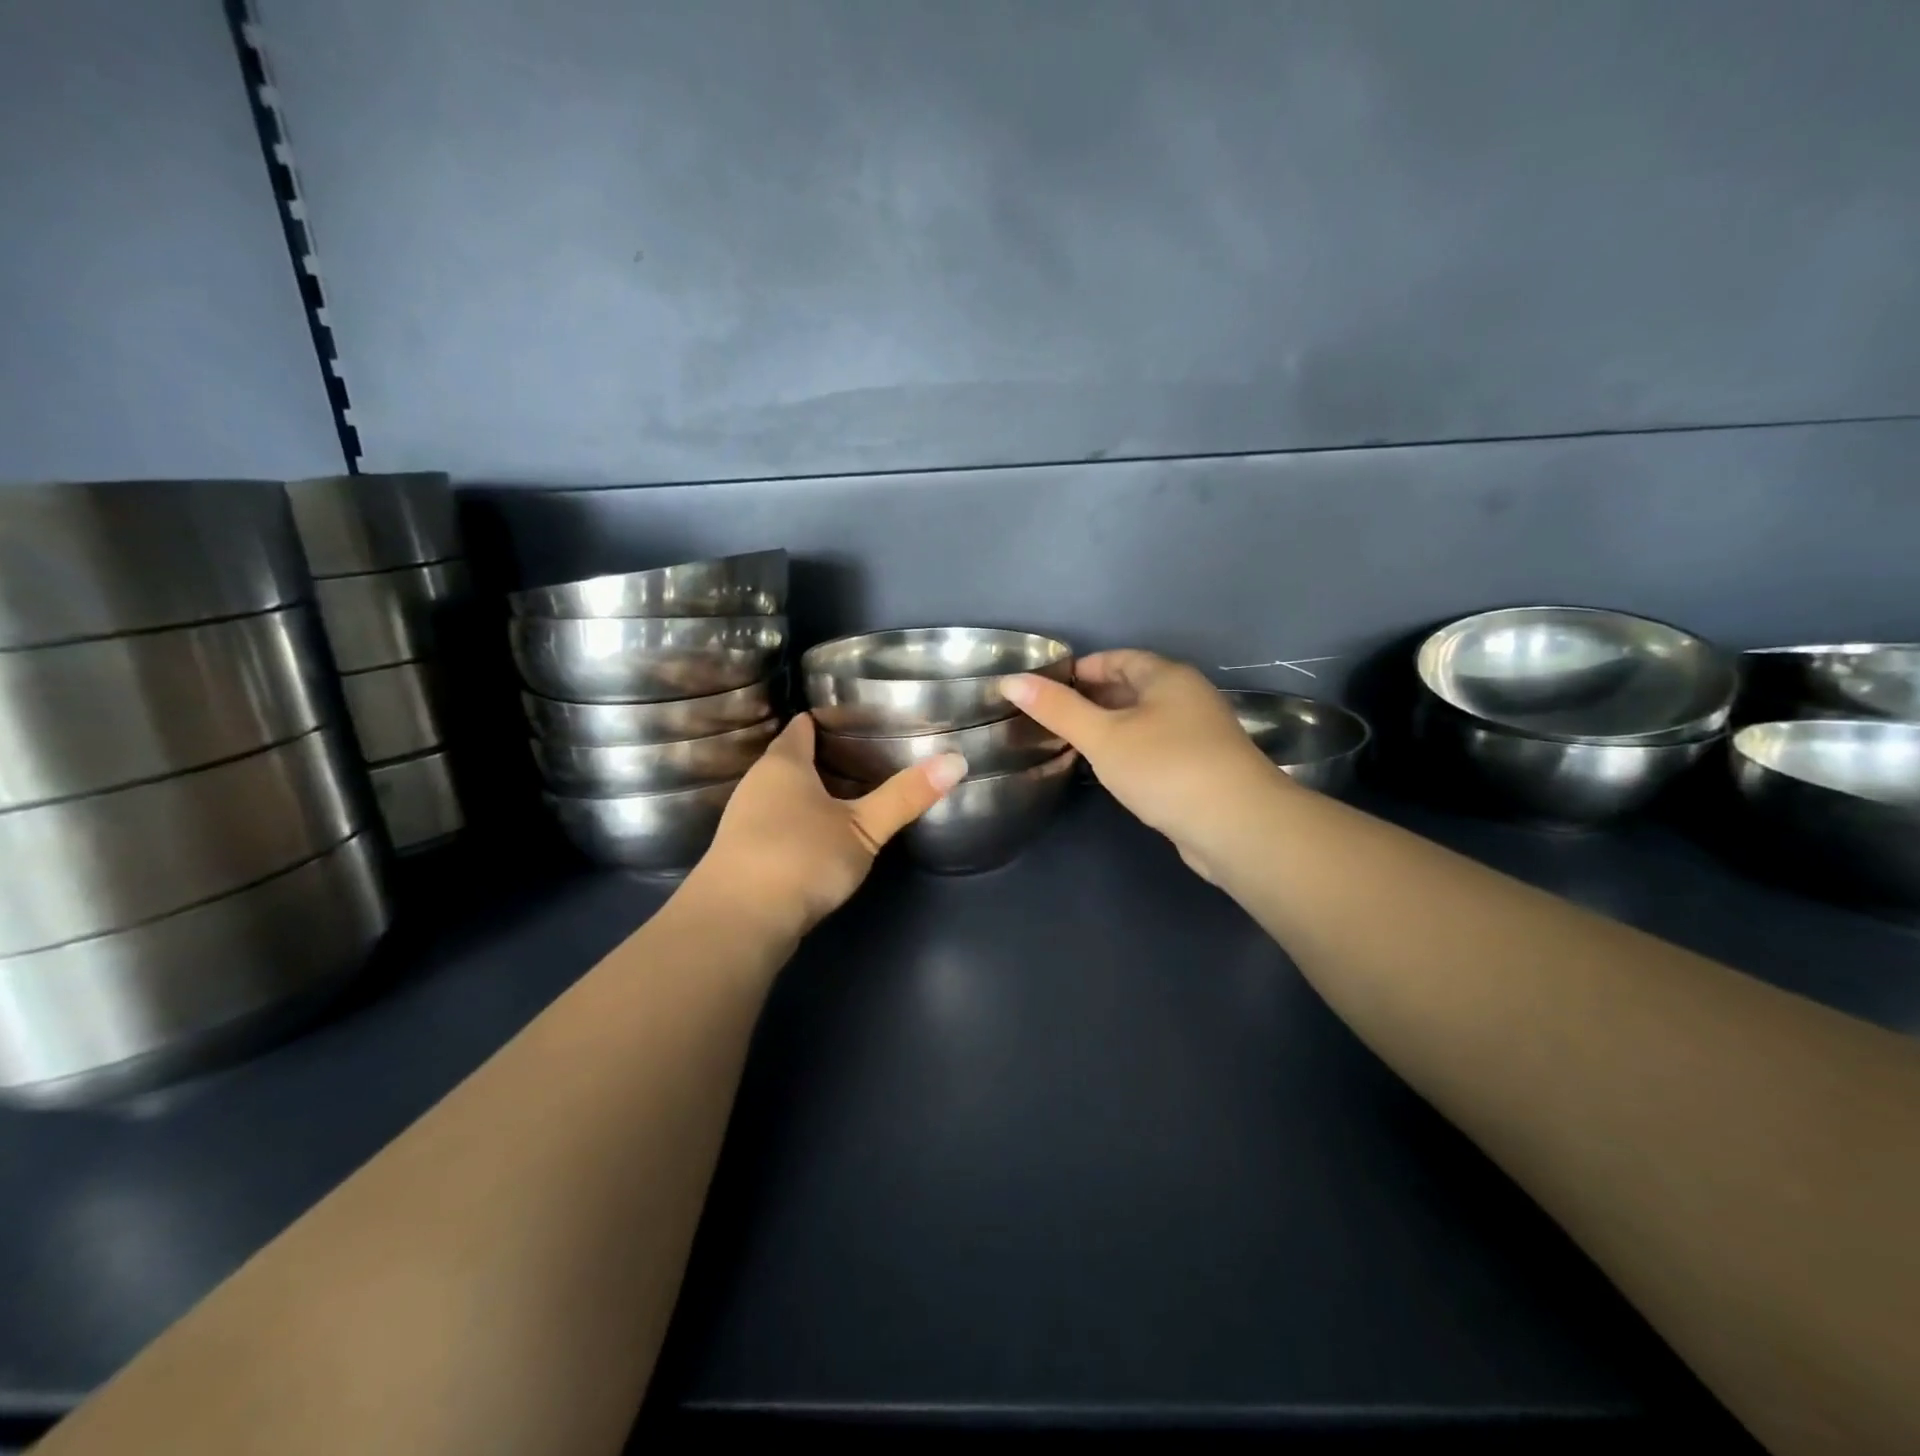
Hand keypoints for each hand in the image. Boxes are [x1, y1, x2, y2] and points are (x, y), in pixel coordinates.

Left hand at [687, 713, 965, 938]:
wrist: (738, 921)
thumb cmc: (801, 856)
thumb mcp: (864, 827)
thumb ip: (906, 796)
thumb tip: (957, 760)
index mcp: (783, 764)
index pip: (801, 727)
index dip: (825, 720)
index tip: (856, 719)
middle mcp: (757, 785)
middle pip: (789, 760)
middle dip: (821, 758)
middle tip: (865, 757)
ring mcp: (743, 821)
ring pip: (780, 795)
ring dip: (808, 795)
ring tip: (848, 796)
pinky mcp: (741, 856)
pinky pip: (774, 826)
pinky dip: (797, 824)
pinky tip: (819, 839)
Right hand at [1002, 650, 1284, 878]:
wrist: (1237, 826)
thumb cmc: (1165, 768)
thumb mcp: (1103, 736)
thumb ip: (1057, 710)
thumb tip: (1011, 681)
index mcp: (1167, 677)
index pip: (1118, 658)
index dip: (1082, 669)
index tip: (1047, 688)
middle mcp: (1188, 697)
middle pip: (1134, 686)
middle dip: (1094, 698)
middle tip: (1053, 717)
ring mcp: (1200, 734)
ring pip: (1146, 720)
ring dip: (1112, 726)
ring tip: (1074, 743)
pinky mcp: (1204, 768)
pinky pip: (1157, 746)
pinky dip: (1131, 750)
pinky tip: (1113, 770)